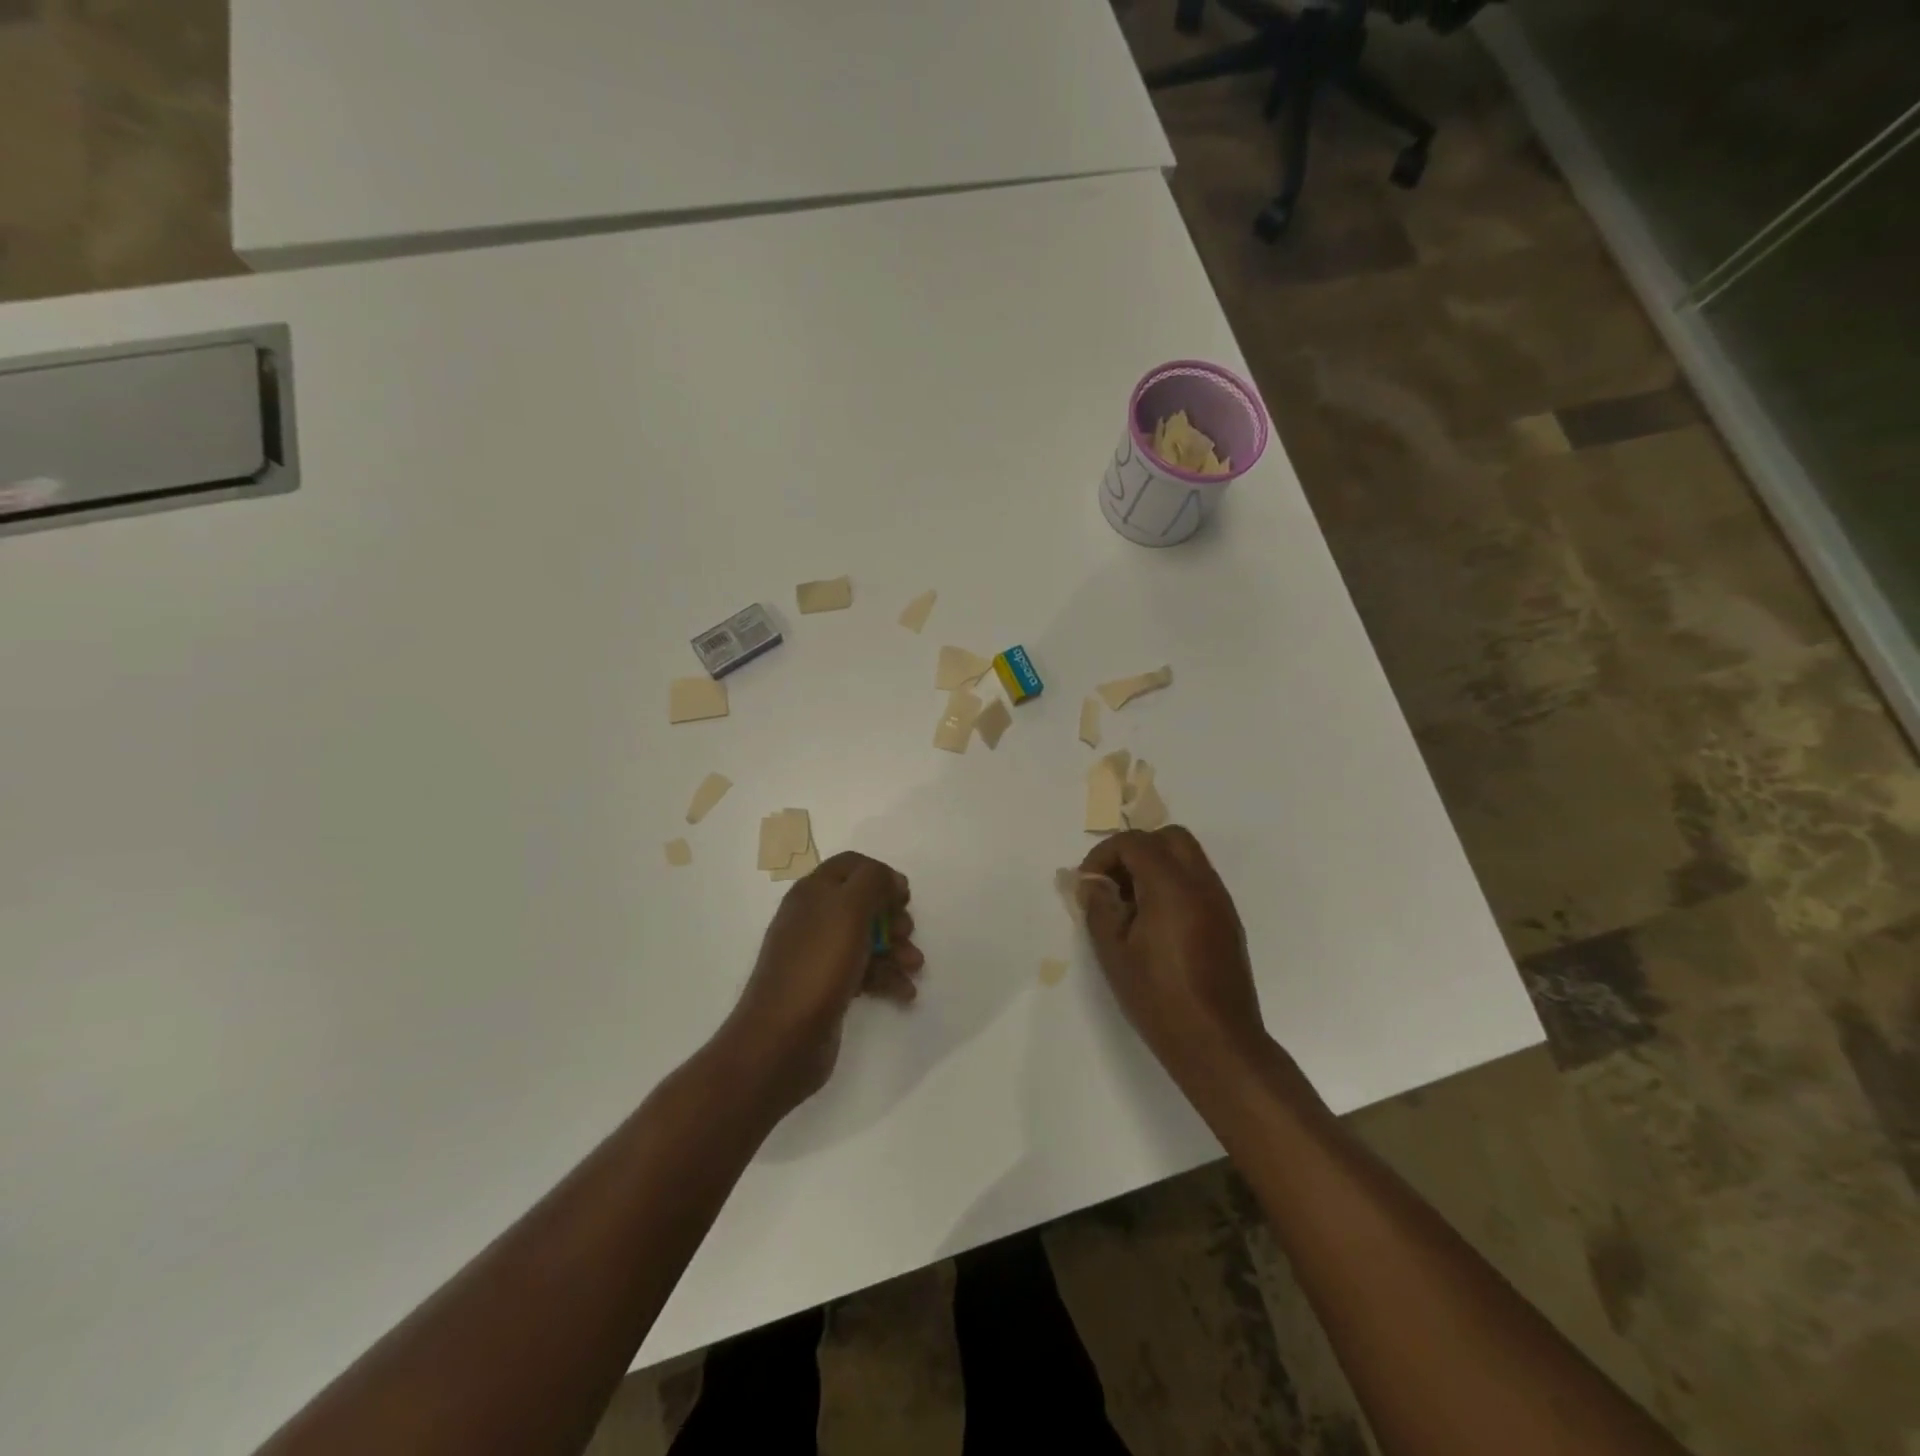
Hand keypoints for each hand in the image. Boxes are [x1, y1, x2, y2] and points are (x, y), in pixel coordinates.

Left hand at [716, 851, 922, 1116]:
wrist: (782, 1040)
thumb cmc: (817, 965)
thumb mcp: (848, 909)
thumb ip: (873, 881)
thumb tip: (891, 879)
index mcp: (813, 892)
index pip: (852, 865)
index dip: (881, 875)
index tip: (904, 897)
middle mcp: (814, 918)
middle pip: (863, 903)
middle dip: (892, 917)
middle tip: (906, 934)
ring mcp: (819, 954)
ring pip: (867, 939)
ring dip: (896, 949)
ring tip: (914, 967)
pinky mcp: (827, 987)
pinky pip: (864, 971)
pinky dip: (886, 978)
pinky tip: (904, 992)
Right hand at [1076, 827, 1267, 1092]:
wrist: (1217, 1043)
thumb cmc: (1158, 998)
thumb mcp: (1114, 953)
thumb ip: (1099, 908)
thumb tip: (1093, 884)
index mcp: (1172, 887)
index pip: (1135, 843)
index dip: (1104, 855)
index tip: (1088, 883)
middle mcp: (1202, 884)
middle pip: (1169, 837)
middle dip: (1135, 850)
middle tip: (1113, 883)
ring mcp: (1220, 901)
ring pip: (1188, 857)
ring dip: (1156, 865)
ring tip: (1130, 904)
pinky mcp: (1228, 921)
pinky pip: (1198, 881)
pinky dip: (1174, 884)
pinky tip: (1155, 922)